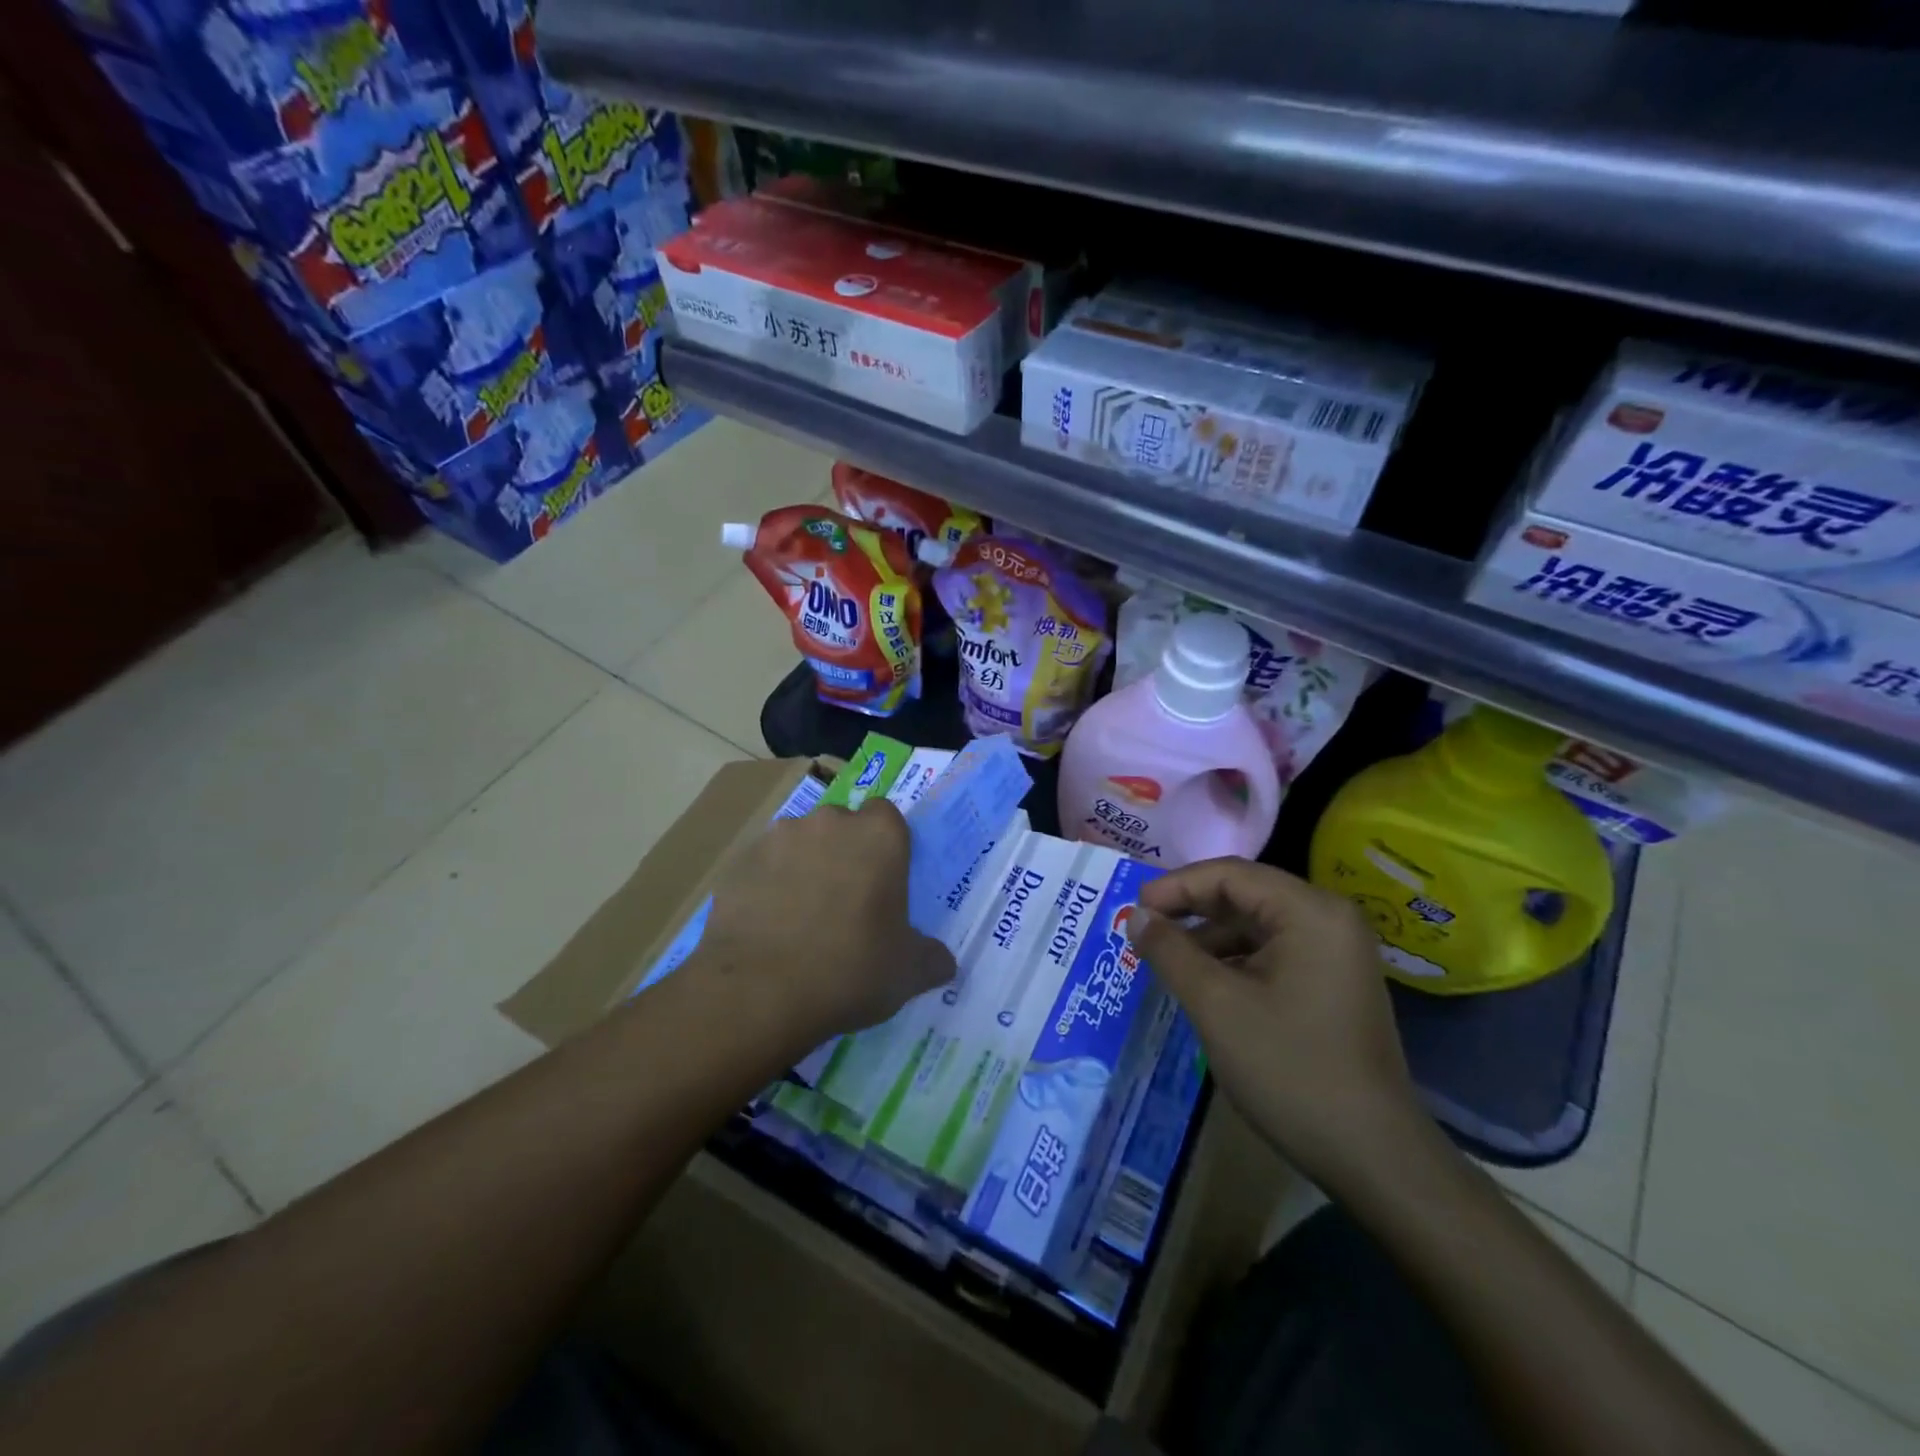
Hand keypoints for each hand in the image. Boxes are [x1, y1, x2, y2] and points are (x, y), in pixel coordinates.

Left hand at [692, 799, 955, 1047]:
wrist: (758, 993)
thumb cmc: (850, 971)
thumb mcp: (908, 973)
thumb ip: (931, 958)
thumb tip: (943, 962)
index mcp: (878, 836)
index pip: (887, 816)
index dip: (886, 845)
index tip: (884, 880)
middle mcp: (828, 822)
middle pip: (841, 826)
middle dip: (844, 854)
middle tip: (846, 902)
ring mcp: (778, 839)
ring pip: (799, 843)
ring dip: (804, 867)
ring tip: (801, 917)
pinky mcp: (739, 863)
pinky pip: (763, 868)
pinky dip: (768, 887)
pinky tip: (768, 928)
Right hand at [1131, 858, 1428, 1191]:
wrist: (1373, 1156)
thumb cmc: (1289, 1068)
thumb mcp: (1216, 1005)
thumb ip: (1170, 951)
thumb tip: (1137, 916)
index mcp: (1309, 912)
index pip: (1230, 874)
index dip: (1175, 885)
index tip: (1134, 909)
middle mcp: (1329, 919)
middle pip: (1245, 894)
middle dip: (1191, 910)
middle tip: (1143, 930)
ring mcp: (1336, 953)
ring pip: (1256, 925)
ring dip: (1209, 937)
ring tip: (1166, 961)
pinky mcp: (1333, 983)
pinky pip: (1273, 952)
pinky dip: (1234, 960)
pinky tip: (1204, 984)